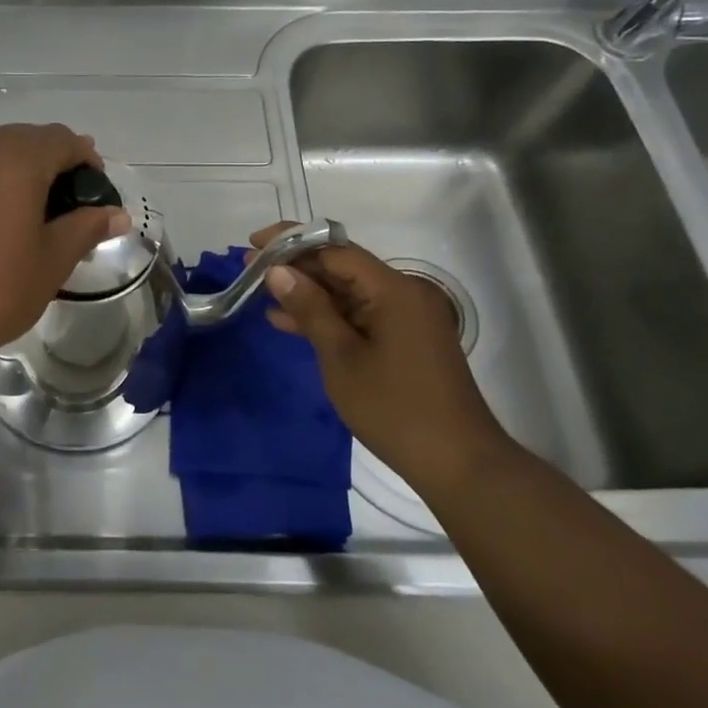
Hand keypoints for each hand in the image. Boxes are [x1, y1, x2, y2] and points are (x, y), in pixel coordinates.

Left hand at [0, 124, 129, 381]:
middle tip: (69, 202)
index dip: (86, 159)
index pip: (61, 139)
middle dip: (52, 162)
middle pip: (26, 140)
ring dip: (18, 170)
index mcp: (14, 158)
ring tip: (33, 210)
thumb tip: (117, 214)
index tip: (96, 190)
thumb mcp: (52, 261)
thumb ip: (86, 228)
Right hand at [251, 224, 510, 496]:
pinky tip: (288, 322)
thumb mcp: (341, 357)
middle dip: (296, 267)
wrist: (458, 464)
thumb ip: (310, 309)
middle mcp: (403, 294)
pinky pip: (359, 314)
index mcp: (393, 290)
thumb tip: (277, 271)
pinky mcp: (404, 339)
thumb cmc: (395, 408)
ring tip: (260, 293)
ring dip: (307, 293)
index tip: (254, 244)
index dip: (292, 242)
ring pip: (347, 292)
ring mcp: (406, 317)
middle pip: (341, 267)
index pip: (335, 250)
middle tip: (250, 268)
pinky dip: (327, 316)